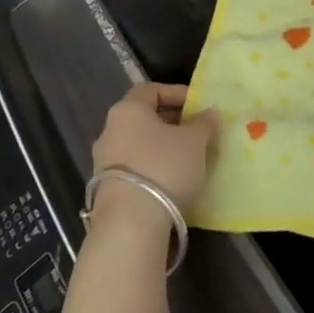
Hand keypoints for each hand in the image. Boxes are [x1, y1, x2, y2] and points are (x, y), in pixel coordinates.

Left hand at [91, 83, 218, 214]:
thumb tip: (209, 113)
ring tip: (190, 158)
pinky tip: (174, 179)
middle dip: (173, 122)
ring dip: (164, 147)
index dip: (177, 93)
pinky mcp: (105, 188)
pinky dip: (154, 166)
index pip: (151, 90)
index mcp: (128, 110)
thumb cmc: (164, 168)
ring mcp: (104, 161)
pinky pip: (135, 167)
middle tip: (198, 131)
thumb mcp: (195, 142)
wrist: (130, 223)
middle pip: (144, 117)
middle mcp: (110, 130)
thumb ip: (204, 123)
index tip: (198, 105)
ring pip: (140, 144)